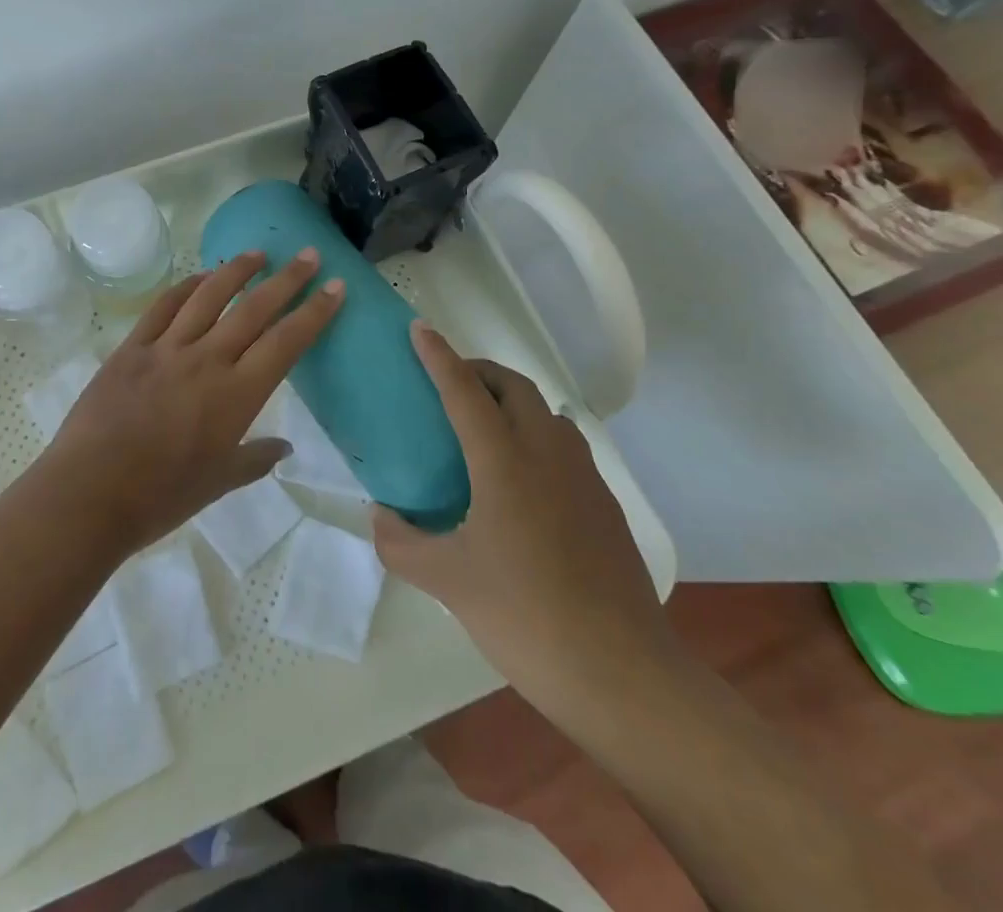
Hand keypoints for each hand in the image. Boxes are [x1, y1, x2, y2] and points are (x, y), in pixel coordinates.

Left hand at [40, 249, 344, 556]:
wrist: (89, 493)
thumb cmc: (160, 496)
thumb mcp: (218, 482)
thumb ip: (255, 459)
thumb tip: (284, 447)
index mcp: (236, 395)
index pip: (286, 343)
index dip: (314, 312)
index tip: (335, 286)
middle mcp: (207, 360)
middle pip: (254, 308)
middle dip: (287, 279)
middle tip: (309, 254)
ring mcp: (166, 349)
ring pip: (209, 297)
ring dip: (236, 271)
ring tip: (257, 253)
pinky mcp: (132, 347)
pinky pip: (163, 307)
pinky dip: (185, 287)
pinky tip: (199, 278)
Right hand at [374, 323, 678, 712]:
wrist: (622, 674)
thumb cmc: (525, 616)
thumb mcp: (446, 581)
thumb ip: (400, 543)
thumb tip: (379, 515)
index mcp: (504, 461)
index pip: (464, 389)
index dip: (438, 355)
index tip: (419, 329)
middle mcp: (547, 452)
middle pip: (513, 386)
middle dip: (478, 370)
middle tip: (447, 385)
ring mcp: (583, 476)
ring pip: (545, 411)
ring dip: (511, 400)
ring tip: (482, 428)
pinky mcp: (604, 503)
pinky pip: (564, 444)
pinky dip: (535, 435)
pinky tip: (521, 480)